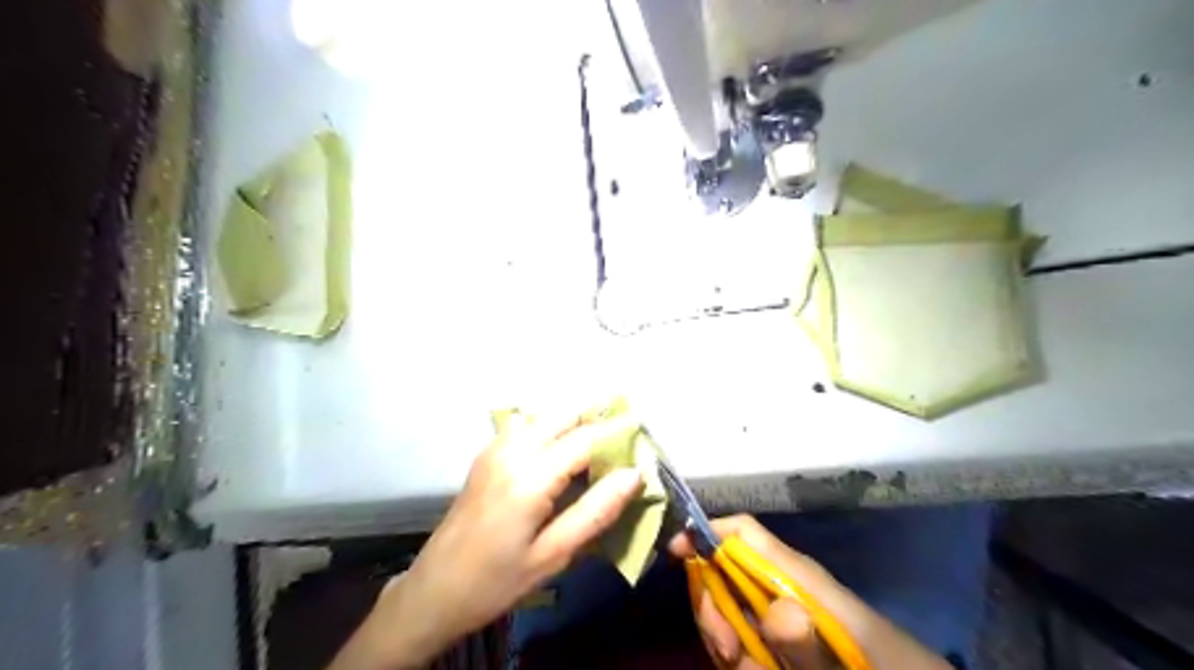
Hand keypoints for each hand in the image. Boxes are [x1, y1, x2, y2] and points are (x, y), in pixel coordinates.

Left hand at [335, 416, 644, 667]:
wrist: (434, 590)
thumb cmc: (497, 580)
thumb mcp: (553, 555)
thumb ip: (596, 511)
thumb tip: (634, 474)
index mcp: (530, 475)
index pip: (585, 439)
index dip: (617, 432)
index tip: (643, 431)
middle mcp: (512, 450)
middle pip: (563, 414)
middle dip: (596, 416)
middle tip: (624, 431)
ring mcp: (495, 449)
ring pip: (544, 416)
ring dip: (574, 419)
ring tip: (599, 440)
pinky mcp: (486, 456)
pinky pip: (526, 426)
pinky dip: (552, 426)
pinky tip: (563, 449)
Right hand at [667, 515, 946, 665]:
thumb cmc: (885, 664)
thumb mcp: (849, 657)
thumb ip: (812, 644)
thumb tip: (775, 611)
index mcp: (795, 573)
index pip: (741, 533)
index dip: (704, 531)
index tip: (673, 553)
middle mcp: (779, 585)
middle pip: (722, 570)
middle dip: (710, 603)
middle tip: (726, 647)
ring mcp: (777, 614)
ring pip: (726, 608)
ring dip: (722, 636)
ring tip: (745, 666)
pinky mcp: (778, 640)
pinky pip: (741, 637)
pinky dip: (738, 657)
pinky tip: (752, 669)